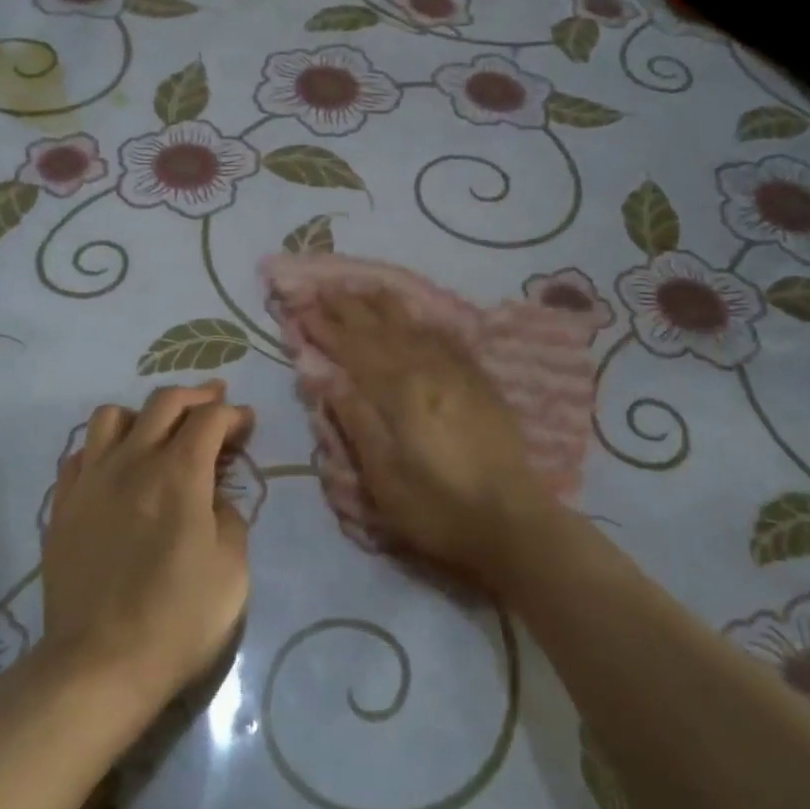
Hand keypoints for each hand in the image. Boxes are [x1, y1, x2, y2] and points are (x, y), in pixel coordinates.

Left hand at [42, 380, 252, 704]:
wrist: (101, 662)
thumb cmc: (179, 618)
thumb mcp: (232, 568)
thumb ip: (228, 516)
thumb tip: (212, 495)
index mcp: (180, 474)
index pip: (210, 419)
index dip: (234, 414)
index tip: (247, 424)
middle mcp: (133, 462)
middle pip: (164, 401)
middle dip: (197, 396)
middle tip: (215, 403)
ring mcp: (91, 480)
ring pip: (112, 415)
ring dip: (144, 414)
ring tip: (159, 433)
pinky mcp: (63, 505)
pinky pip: (81, 453)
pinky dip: (105, 447)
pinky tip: (117, 467)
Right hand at [306, 290, 555, 586]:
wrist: (511, 522)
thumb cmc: (436, 506)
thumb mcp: (383, 474)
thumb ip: (353, 416)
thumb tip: (320, 371)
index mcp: (399, 391)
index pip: (352, 347)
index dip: (324, 327)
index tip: (298, 306)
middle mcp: (428, 368)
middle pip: (381, 327)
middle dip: (348, 306)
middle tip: (322, 286)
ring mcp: (457, 371)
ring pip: (413, 325)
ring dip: (383, 305)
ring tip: (361, 287)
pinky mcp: (478, 381)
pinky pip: (445, 337)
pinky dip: (422, 321)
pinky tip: (417, 317)